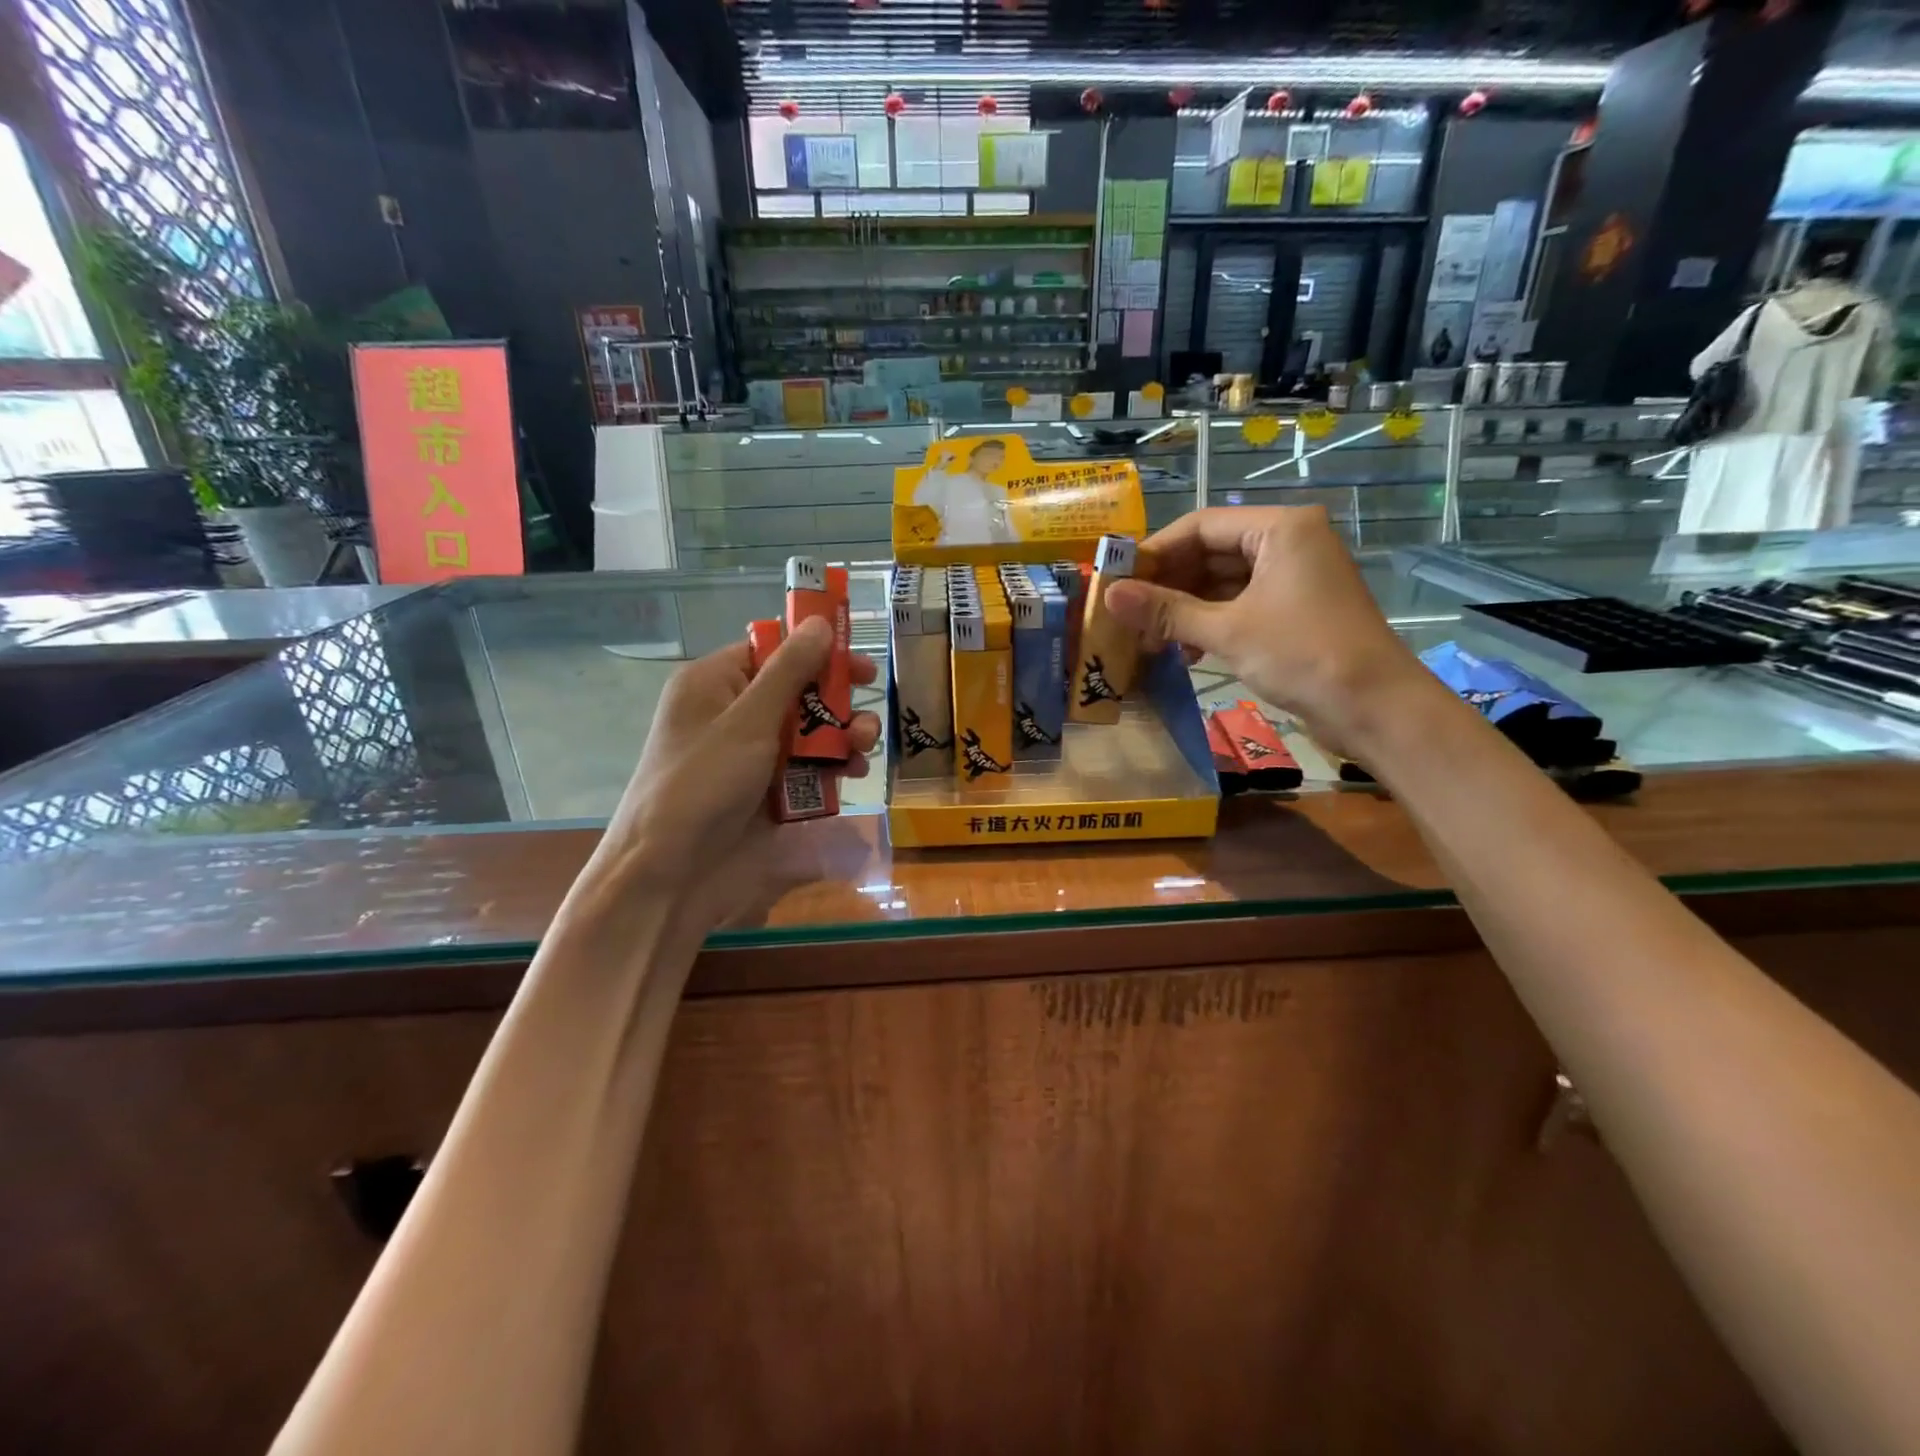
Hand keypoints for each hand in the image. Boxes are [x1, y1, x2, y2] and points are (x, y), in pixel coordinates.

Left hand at [589, 617, 880, 901]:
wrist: (673, 875)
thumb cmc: (703, 784)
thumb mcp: (748, 721)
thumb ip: (789, 671)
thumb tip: (821, 622)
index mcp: (714, 684)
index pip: (771, 651)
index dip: (816, 652)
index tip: (858, 662)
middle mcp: (734, 715)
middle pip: (798, 691)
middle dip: (836, 701)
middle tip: (869, 710)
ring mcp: (752, 756)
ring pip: (810, 732)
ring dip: (842, 736)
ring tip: (864, 748)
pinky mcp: (769, 791)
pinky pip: (809, 768)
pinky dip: (833, 768)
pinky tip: (854, 775)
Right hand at [1104, 506, 1440, 756]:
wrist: (1375, 709)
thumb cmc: (1303, 655)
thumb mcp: (1228, 631)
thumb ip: (1167, 611)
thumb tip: (1109, 595)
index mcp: (1280, 528)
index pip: (1201, 526)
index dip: (1155, 551)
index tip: (1117, 579)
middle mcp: (1288, 542)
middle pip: (1210, 552)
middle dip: (1168, 584)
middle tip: (1127, 613)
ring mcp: (1292, 578)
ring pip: (1222, 582)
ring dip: (1184, 609)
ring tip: (1147, 638)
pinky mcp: (1293, 610)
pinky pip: (1239, 605)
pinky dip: (1209, 623)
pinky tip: (1182, 651)